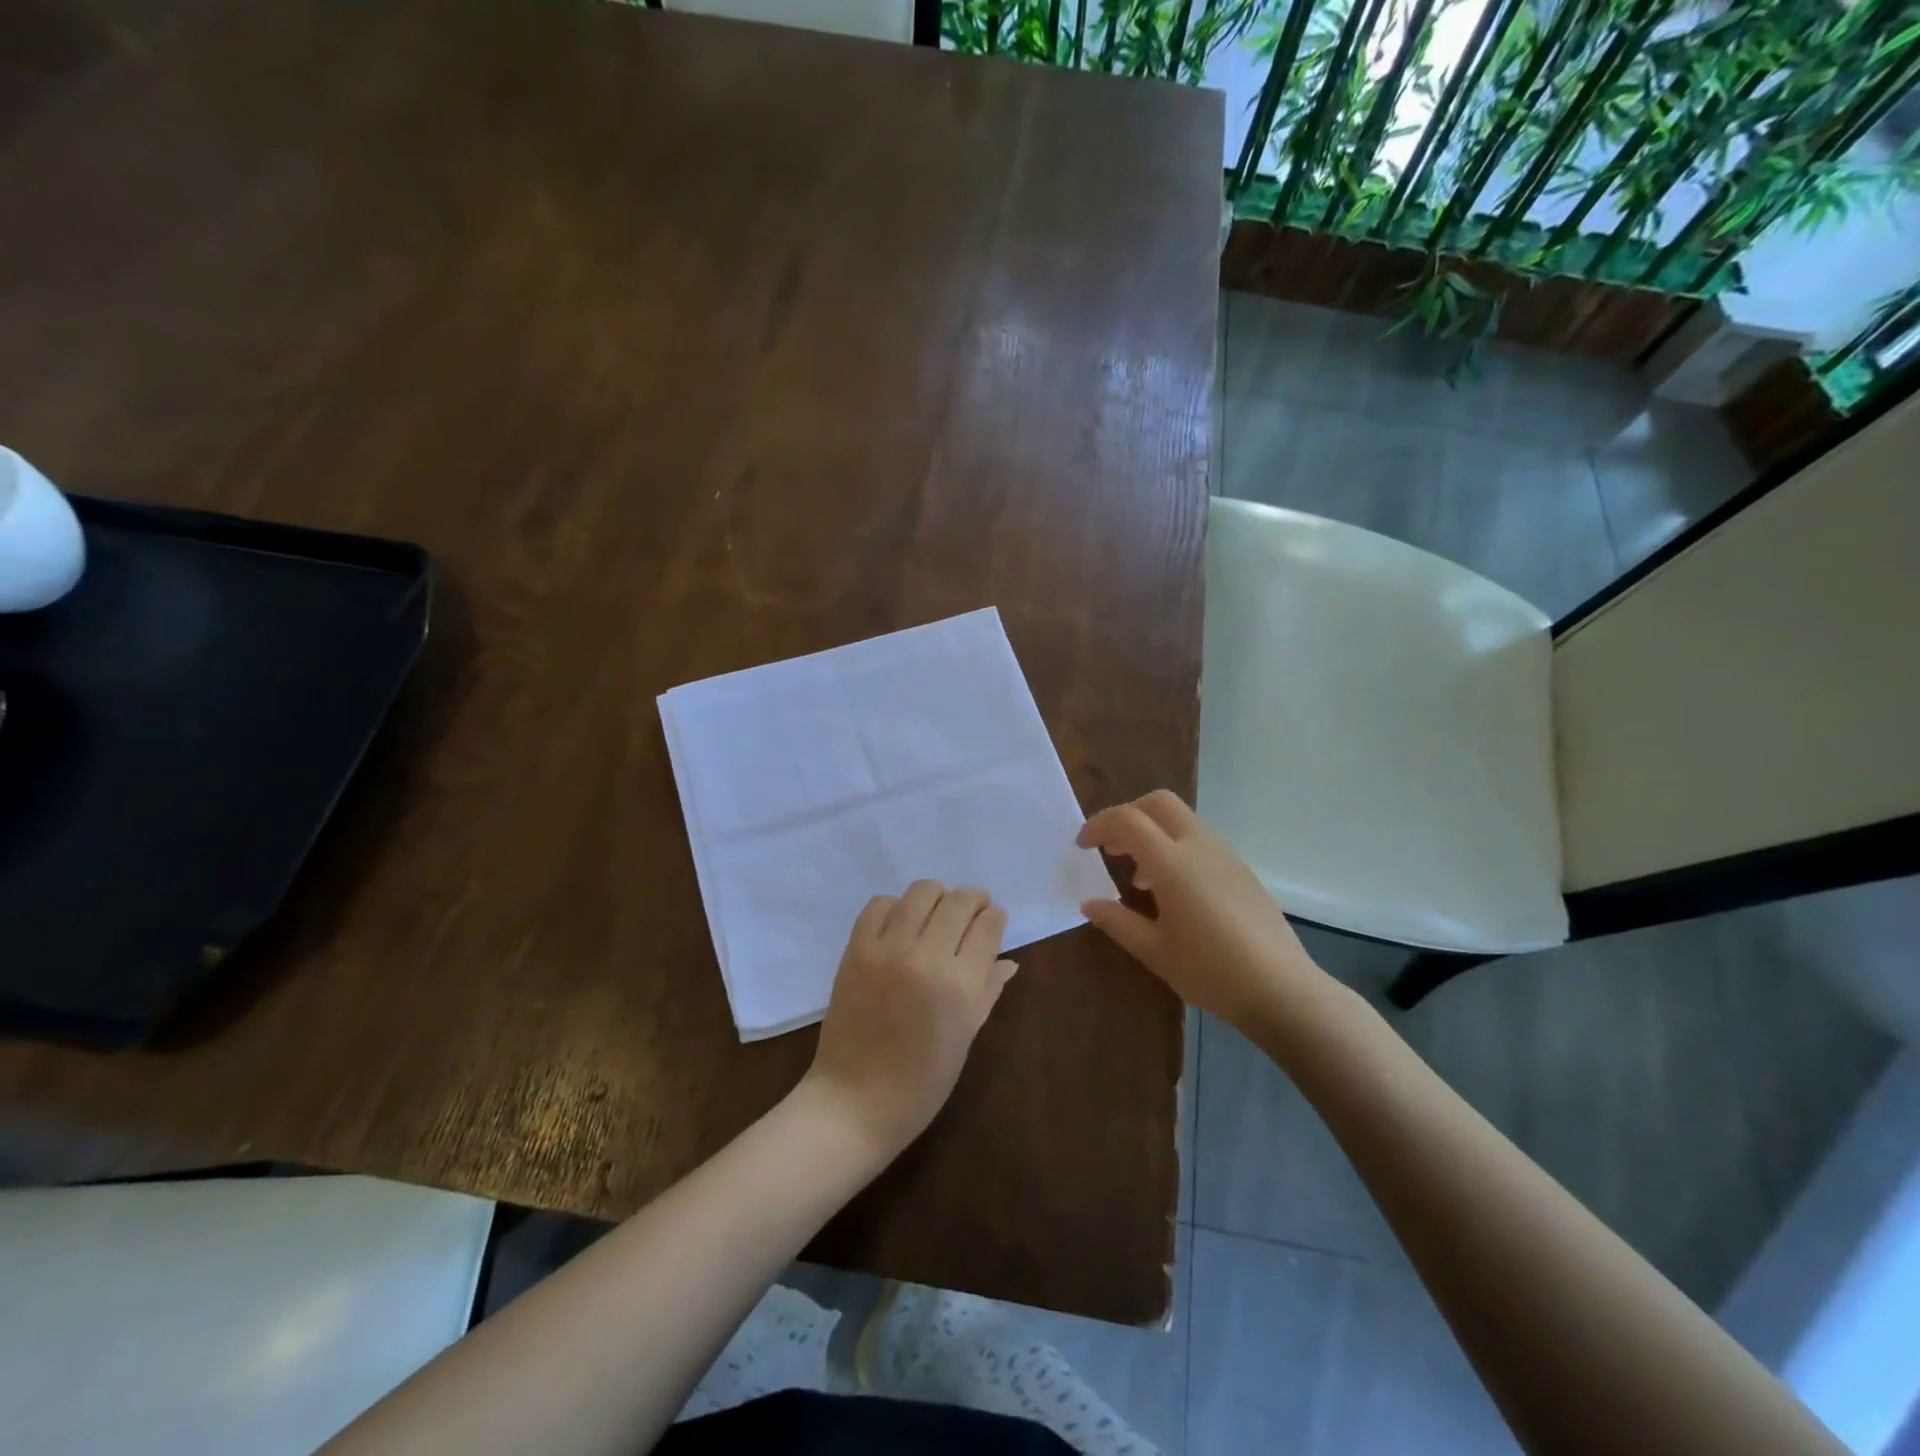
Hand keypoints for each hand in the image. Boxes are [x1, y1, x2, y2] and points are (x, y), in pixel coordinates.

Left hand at [802, 881, 1017, 1156]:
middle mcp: (927, 958)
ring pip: (922, 892)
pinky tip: (901, 924)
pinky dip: (896, 907)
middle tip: (971, 911)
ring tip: (937, 913)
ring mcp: (888, 949)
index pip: (988, 926)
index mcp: (961, 987)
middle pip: (958, 901)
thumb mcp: (966, 1038)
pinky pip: (880, 904)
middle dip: (973, 900)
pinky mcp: (857, 948)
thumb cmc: (921, 1081)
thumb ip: (988, 991)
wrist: (855, 1100)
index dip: (995, 918)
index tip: (993, 921)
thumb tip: (1008, 961)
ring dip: (937, 897)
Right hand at [1077, 790, 1327, 1033]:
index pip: (1127, 820)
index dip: (1099, 825)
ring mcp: (1225, 856)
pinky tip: (1174, 892)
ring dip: (1153, 834)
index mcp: (1172, 863)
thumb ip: (1117, 922)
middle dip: (1128, 815)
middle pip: (1158, 803)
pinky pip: (1200, 841)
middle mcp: (1199, 847)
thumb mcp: (1154, 951)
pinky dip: (1176, 849)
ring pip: (1182, 820)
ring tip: (1139, 879)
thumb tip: (1089, 904)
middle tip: (1111, 847)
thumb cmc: (1210, 971)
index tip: (1082, 846)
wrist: (1282, 989)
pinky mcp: (1242, 871)